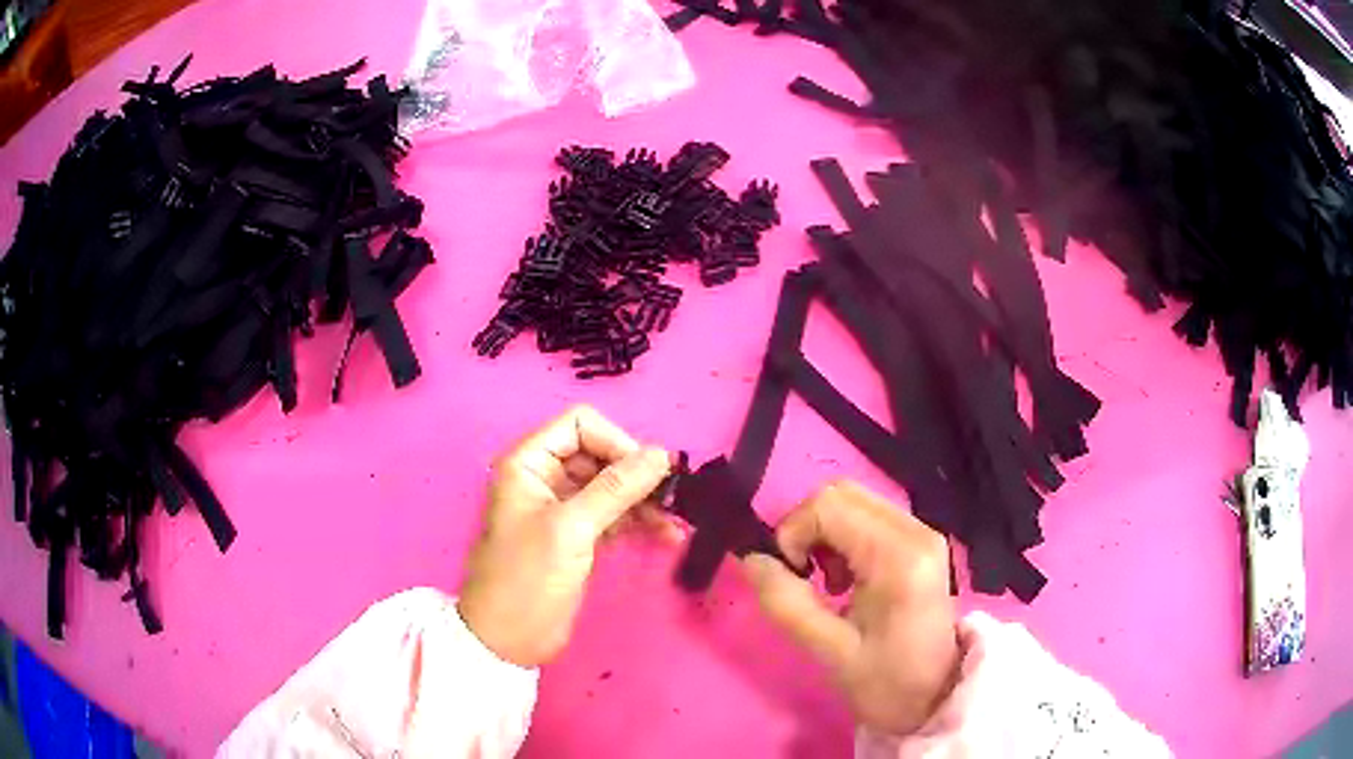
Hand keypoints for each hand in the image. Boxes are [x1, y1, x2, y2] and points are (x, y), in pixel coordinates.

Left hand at [458, 405, 672, 667]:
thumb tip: (661, 454)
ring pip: (610, 486)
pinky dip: (637, 522)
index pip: (580, 425)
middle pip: (599, 454)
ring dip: (643, 500)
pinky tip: (664, 536)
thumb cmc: (527, 578)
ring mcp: (562, 508)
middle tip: (670, 500)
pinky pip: (612, 515)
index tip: (647, 474)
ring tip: (674, 523)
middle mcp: (544, 477)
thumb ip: (615, 489)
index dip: (616, 442)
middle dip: (635, 474)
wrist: (507, 640)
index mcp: (528, 463)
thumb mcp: (570, 529)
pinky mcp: (577, 536)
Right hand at [741, 480, 959, 734]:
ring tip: (827, 584)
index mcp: (897, 557)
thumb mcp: (829, 652)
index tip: (791, 577)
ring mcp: (922, 532)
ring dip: (824, 534)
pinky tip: (847, 580)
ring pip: (853, 501)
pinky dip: (843, 538)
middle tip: (803, 577)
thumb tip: (751, 560)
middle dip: (807, 529)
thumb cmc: (887, 682)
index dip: (793, 532)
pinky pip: (868, 517)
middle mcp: (915, 531)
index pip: (828, 505)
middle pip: (841, 493)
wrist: (938, 695)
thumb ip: (786, 604)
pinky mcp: (920, 542)